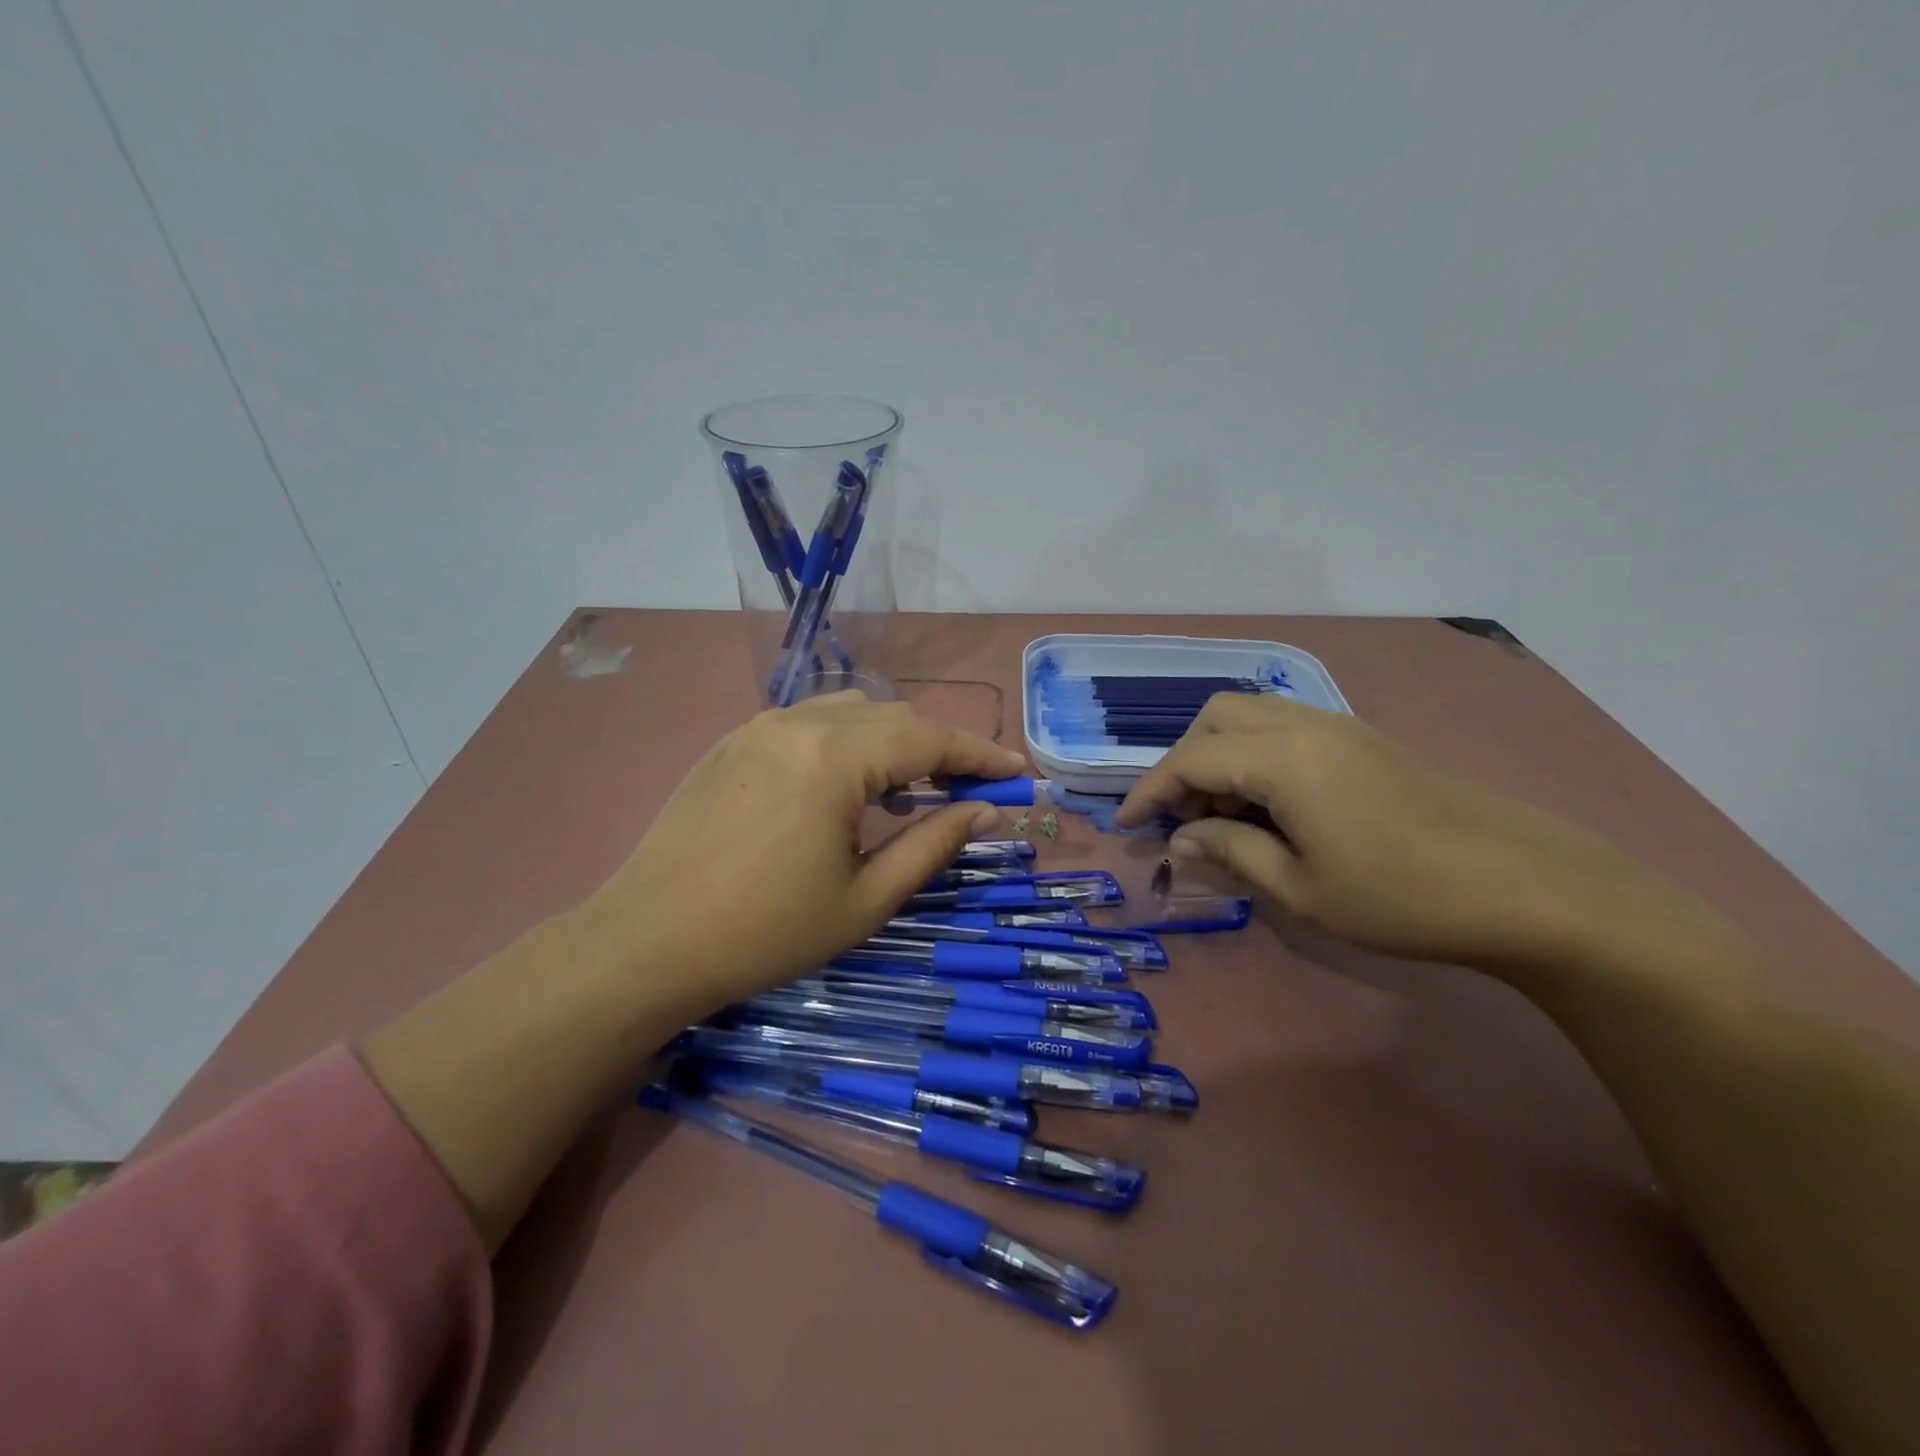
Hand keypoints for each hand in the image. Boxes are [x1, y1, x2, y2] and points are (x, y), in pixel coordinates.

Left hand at [586, 692, 1025, 1013]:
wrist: (646, 943)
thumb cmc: (765, 932)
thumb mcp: (865, 899)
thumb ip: (932, 845)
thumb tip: (985, 811)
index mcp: (835, 758)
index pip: (930, 738)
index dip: (981, 753)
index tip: (1018, 772)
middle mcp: (799, 722)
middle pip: (894, 716)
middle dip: (941, 747)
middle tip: (970, 788)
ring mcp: (759, 726)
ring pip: (851, 711)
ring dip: (894, 740)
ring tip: (911, 788)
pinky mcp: (733, 741)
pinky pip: (809, 721)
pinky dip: (848, 740)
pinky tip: (848, 785)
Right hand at [1116, 693, 1681, 972]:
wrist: (1530, 887)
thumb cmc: (1402, 896)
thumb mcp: (1300, 888)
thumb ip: (1230, 852)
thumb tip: (1181, 839)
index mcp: (1281, 758)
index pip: (1190, 760)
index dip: (1149, 792)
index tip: (1125, 826)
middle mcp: (1304, 725)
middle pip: (1215, 717)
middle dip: (1183, 762)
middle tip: (1183, 818)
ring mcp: (1339, 727)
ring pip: (1251, 716)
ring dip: (1220, 755)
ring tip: (1222, 815)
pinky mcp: (1364, 741)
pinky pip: (1286, 729)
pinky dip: (1255, 756)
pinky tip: (1270, 806)